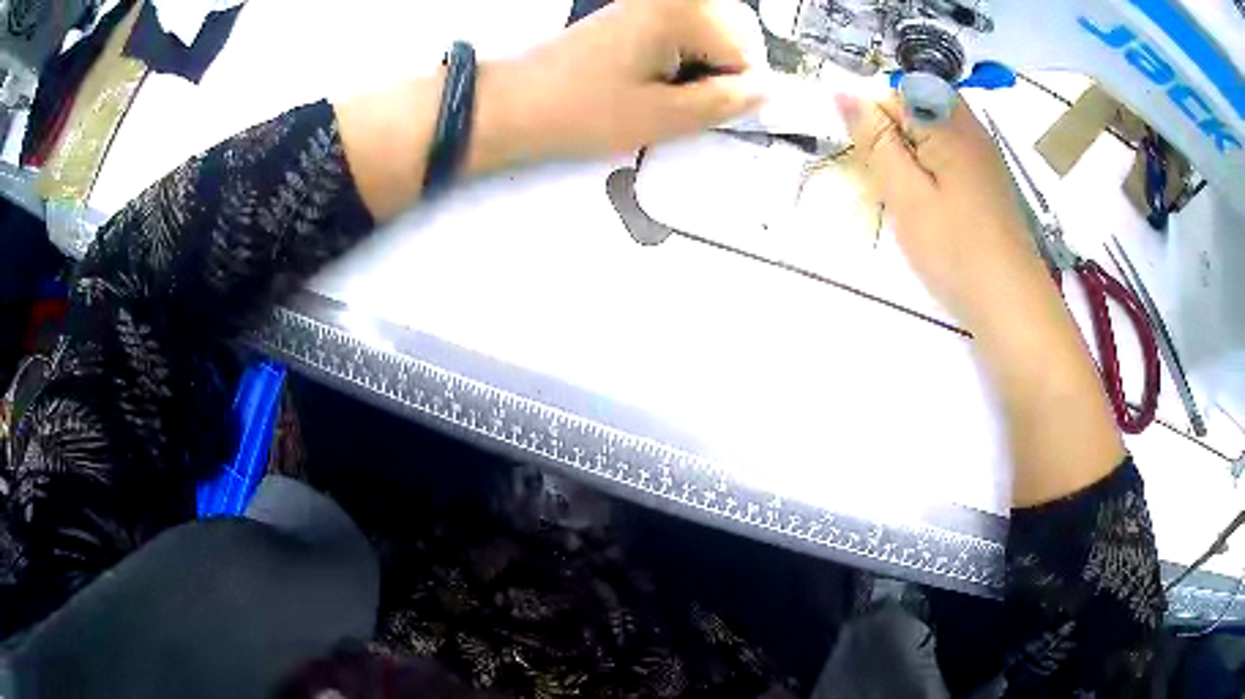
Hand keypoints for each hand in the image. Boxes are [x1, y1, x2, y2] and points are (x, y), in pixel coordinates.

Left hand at [491, 0, 768, 162]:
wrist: (516, 103)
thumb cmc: (585, 112)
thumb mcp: (663, 117)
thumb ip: (725, 103)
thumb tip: (767, 92)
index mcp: (684, 11)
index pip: (748, 52)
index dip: (732, 89)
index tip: (700, 111)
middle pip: (737, 34)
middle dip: (723, 73)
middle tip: (682, 101)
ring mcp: (653, 1)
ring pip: (714, 34)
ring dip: (704, 67)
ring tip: (662, 91)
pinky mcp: (637, 11)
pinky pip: (686, 31)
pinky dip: (683, 57)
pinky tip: (652, 77)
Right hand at [837, 94, 1124, 505]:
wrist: (1011, 304)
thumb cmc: (956, 250)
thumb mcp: (905, 193)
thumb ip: (875, 140)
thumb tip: (844, 92)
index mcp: (948, 121)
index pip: (896, 89)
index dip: (874, 118)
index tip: (869, 159)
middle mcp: (970, 127)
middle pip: (916, 109)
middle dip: (892, 137)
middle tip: (890, 185)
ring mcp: (983, 154)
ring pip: (932, 135)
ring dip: (910, 158)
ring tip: (909, 201)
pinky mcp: (988, 180)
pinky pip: (949, 157)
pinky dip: (931, 174)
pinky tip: (933, 209)